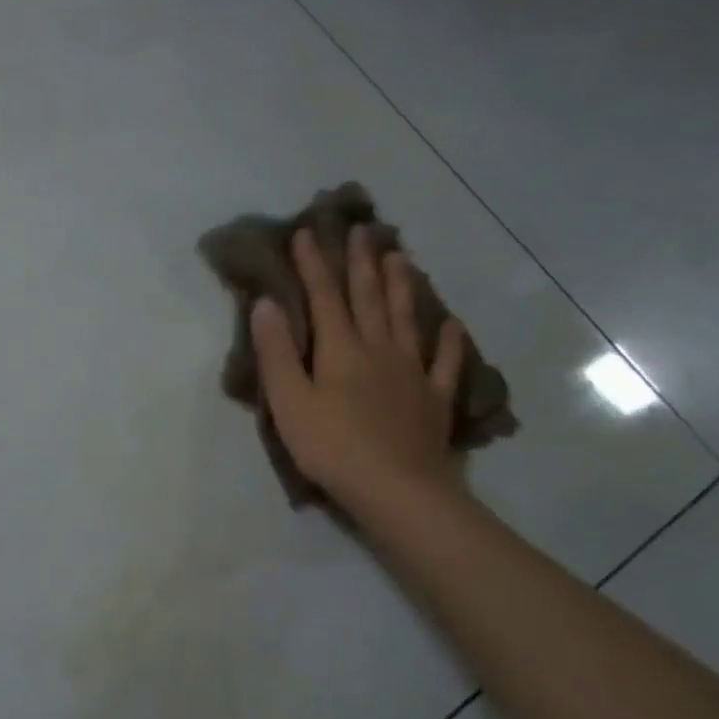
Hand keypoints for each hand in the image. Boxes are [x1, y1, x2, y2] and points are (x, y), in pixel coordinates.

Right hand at [252, 226, 467, 512]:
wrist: (397, 490)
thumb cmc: (331, 447)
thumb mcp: (289, 401)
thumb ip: (277, 352)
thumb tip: (266, 304)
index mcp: (340, 350)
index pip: (323, 297)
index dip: (314, 264)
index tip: (307, 232)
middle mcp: (378, 350)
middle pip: (368, 298)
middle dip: (361, 262)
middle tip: (362, 229)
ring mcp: (412, 372)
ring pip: (406, 319)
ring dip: (401, 286)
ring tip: (400, 257)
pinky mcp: (434, 398)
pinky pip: (446, 362)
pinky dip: (451, 341)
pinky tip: (452, 325)